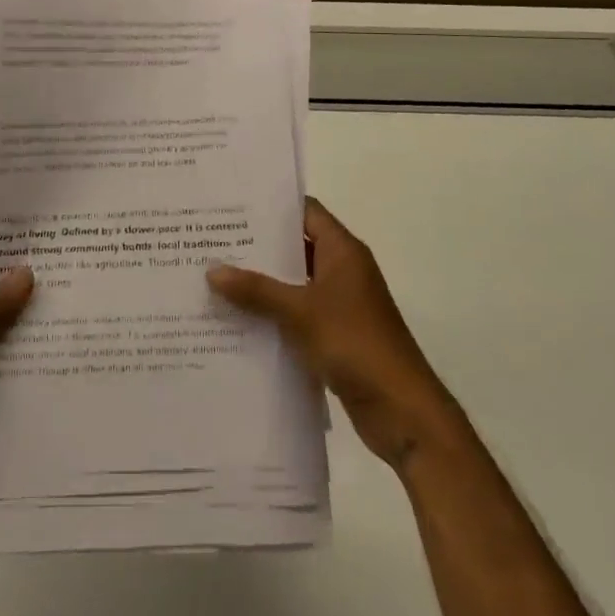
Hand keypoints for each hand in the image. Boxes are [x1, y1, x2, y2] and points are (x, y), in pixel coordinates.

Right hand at [208, 198, 458, 471]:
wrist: (402, 411)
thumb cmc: (355, 344)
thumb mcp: (300, 312)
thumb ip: (256, 290)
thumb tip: (212, 270)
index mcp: (342, 251)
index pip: (305, 211)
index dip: (271, 206)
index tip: (233, 205)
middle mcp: (342, 270)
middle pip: (296, 246)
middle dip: (257, 247)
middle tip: (212, 241)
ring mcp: (340, 304)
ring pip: (294, 283)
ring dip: (262, 284)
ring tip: (216, 278)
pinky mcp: (336, 335)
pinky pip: (297, 314)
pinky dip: (272, 315)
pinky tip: (237, 320)